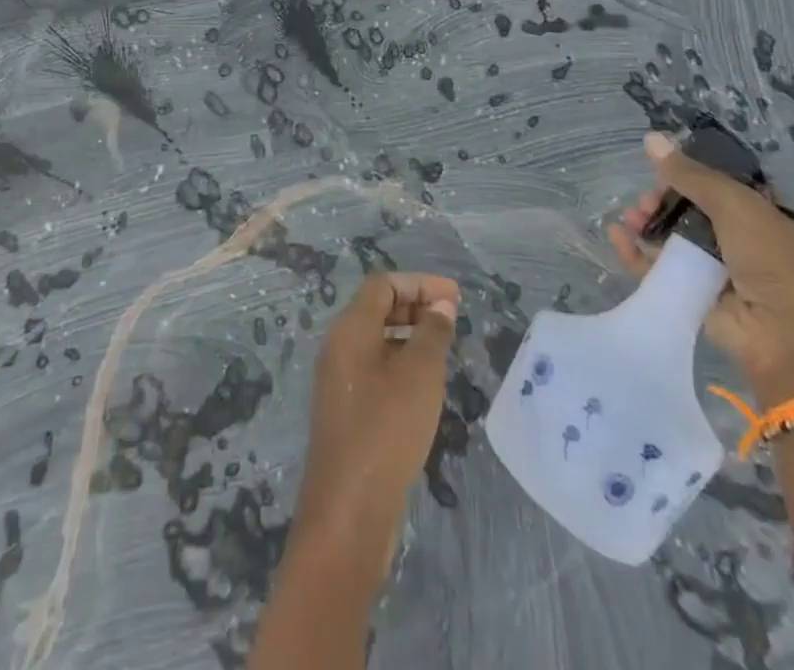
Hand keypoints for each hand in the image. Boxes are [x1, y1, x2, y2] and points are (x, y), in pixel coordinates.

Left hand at [295, 273, 459, 567]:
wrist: (349, 510)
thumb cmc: (387, 429)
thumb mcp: (420, 374)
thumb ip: (432, 333)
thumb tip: (440, 305)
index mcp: (350, 329)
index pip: (383, 284)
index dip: (419, 283)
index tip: (455, 296)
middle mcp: (338, 346)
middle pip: (376, 308)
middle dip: (415, 305)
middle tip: (452, 318)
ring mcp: (339, 379)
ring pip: (376, 339)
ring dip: (409, 335)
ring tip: (444, 349)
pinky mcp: (345, 409)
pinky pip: (374, 367)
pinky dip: (400, 362)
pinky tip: (425, 385)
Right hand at [608, 133, 793, 400]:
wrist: (792, 338)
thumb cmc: (774, 260)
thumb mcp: (735, 204)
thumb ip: (690, 174)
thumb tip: (650, 138)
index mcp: (757, 215)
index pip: (713, 187)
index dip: (685, 176)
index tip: (660, 171)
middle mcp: (736, 241)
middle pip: (687, 212)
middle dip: (660, 201)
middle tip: (644, 202)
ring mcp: (714, 271)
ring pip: (670, 240)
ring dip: (646, 225)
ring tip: (629, 219)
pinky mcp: (692, 298)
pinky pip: (657, 271)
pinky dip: (635, 254)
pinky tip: (616, 236)